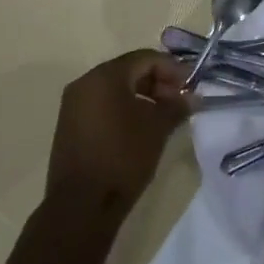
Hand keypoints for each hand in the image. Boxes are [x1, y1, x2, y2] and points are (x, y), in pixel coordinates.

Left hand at [45, 50, 191, 219]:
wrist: (81, 205)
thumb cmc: (122, 158)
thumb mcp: (156, 129)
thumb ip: (176, 106)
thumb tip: (192, 97)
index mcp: (105, 76)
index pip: (145, 58)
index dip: (172, 69)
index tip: (192, 85)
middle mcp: (85, 83)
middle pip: (129, 71)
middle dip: (158, 82)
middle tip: (180, 102)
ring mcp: (74, 104)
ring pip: (115, 89)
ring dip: (143, 96)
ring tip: (164, 116)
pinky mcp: (70, 125)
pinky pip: (102, 105)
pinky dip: (124, 109)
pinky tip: (141, 128)